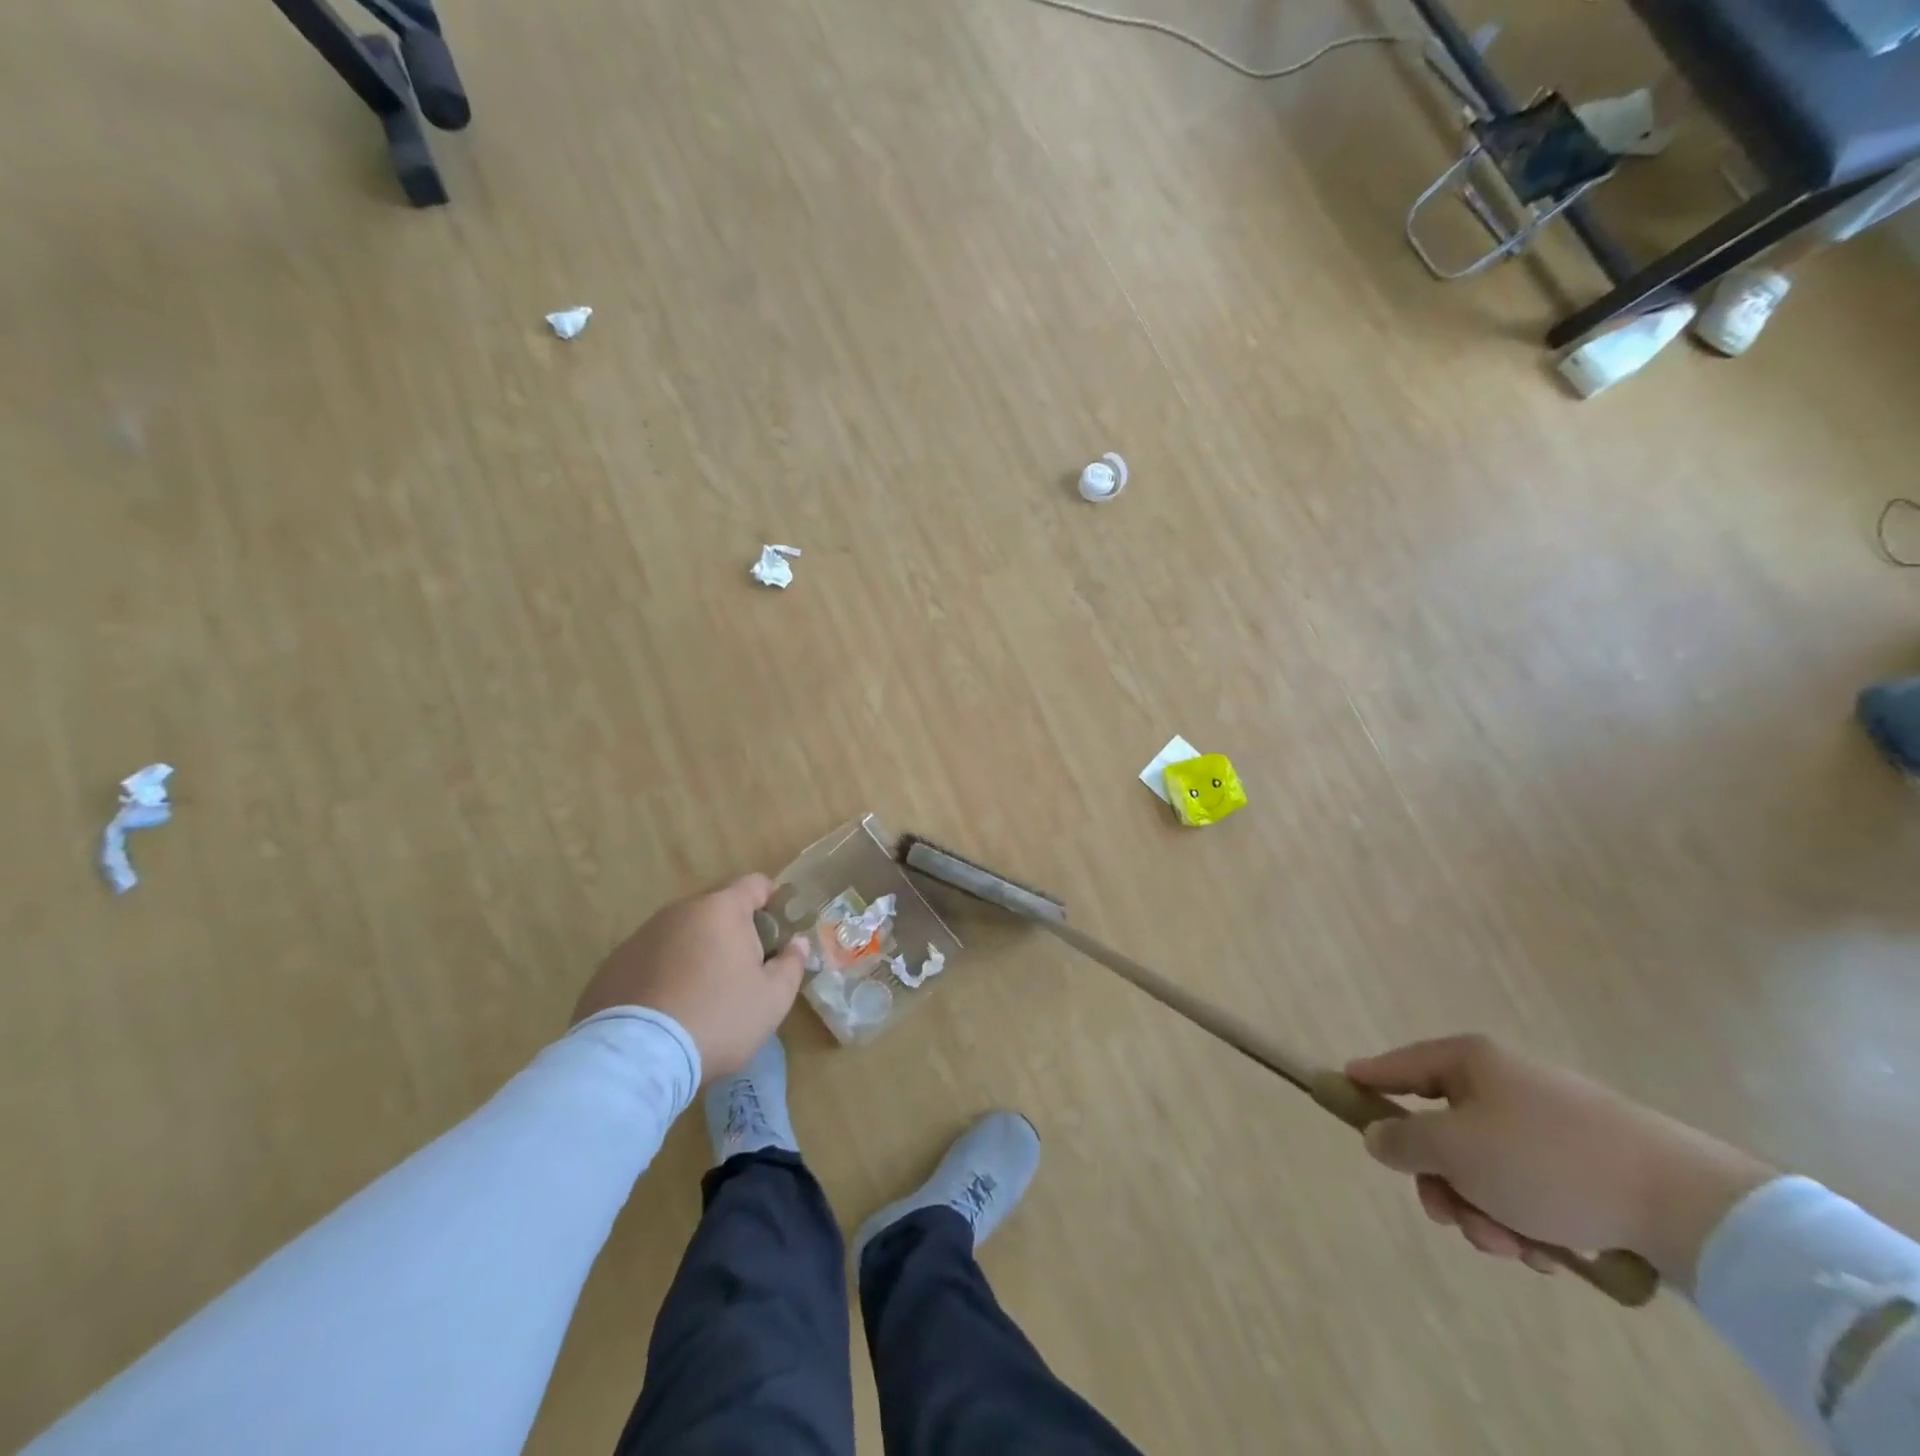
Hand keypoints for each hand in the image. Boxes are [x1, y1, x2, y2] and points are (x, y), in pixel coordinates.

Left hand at [573, 875, 809, 1082]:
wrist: (635, 1059)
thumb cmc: (718, 1019)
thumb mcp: (772, 998)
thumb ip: (792, 963)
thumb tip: (797, 942)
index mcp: (721, 910)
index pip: (755, 884)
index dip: (772, 902)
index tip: (777, 934)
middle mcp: (678, 911)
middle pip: (716, 910)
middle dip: (733, 933)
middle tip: (742, 974)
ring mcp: (640, 937)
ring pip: (681, 935)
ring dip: (696, 953)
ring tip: (700, 998)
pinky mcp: (612, 966)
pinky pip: (650, 960)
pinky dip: (663, 975)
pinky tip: (666, 1012)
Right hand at [1347, 1034, 1773, 1285]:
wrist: (1685, 1204)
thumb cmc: (1548, 1161)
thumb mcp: (1456, 1150)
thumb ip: (1402, 1140)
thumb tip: (1376, 1134)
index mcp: (1470, 1063)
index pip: (1399, 1065)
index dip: (1366, 1080)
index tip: (1339, 1091)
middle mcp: (1504, 1083)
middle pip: (1442, 1130)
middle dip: (1443, 1183)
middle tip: (1454, 1217)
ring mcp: (1546, 1123)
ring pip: (1484, 1169)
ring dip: (1485, 1211)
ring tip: (1515, 1246)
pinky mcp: (1583, 1164)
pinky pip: (1527, 1188)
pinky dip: (1526, 1220)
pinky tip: (1548, 1250)